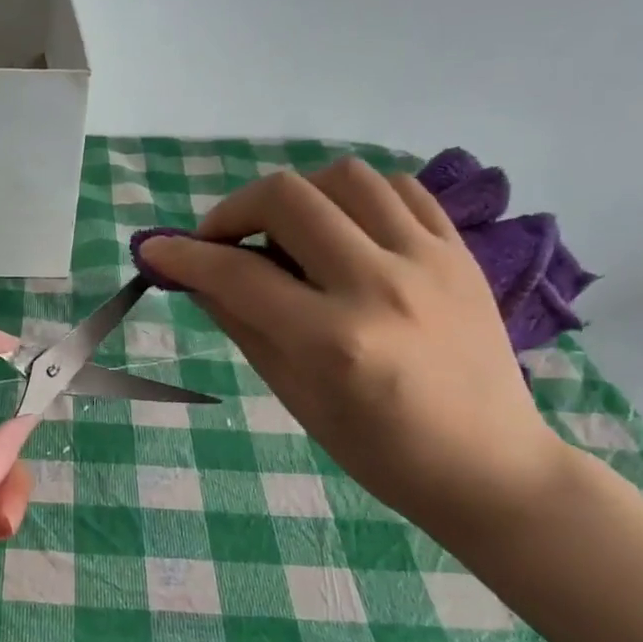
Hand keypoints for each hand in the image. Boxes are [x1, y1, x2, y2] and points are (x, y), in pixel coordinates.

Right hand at [140, 158, 573, 537]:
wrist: (487, 464)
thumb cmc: (379, 451)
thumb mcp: (296, 398)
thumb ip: (244, 326)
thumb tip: (198, 278)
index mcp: (332, 341)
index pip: (238, 274)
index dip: (184, 257)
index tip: (156, 251)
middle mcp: (380, 285)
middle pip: (288, 198)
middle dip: (233, 210)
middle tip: (221, 242)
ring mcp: (428, 261)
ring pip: (345, 177)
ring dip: (296, 195)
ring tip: (285, 231)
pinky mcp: (460, 252)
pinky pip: (400, 189)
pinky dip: (355, 197)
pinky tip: (342, 228)